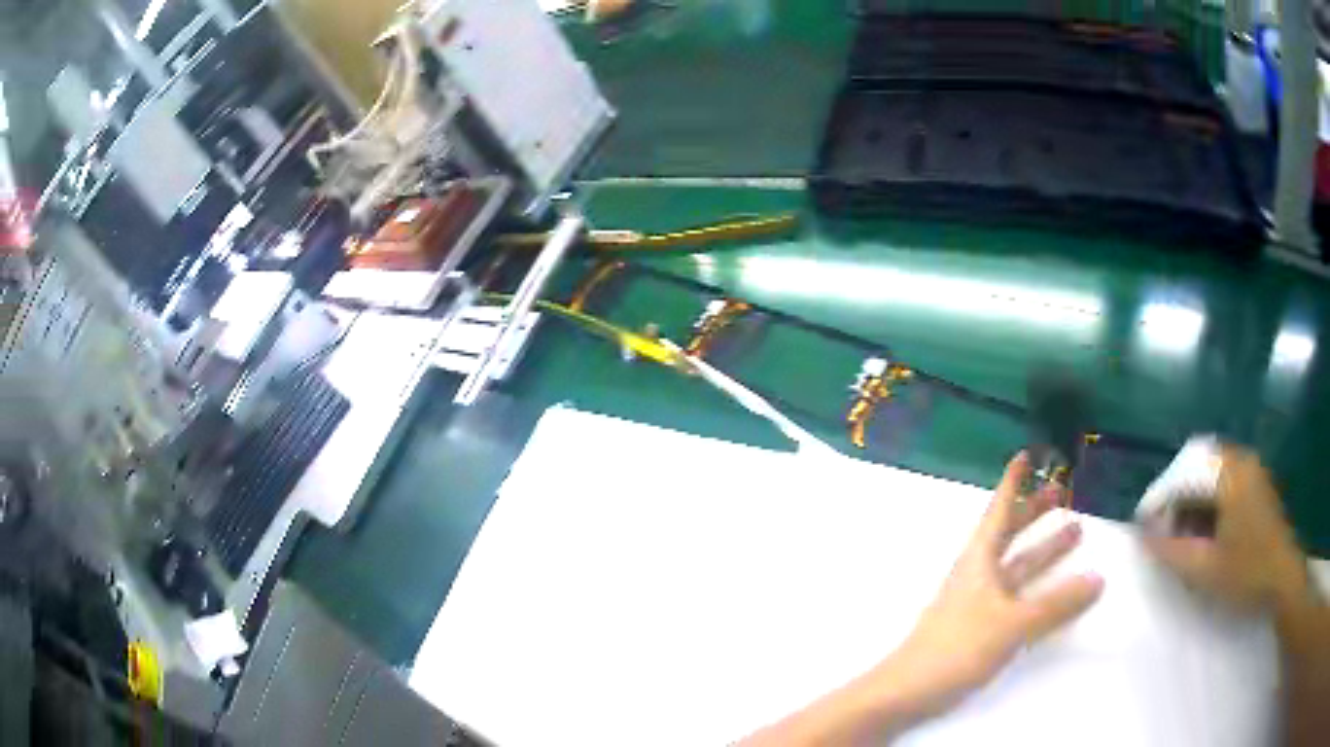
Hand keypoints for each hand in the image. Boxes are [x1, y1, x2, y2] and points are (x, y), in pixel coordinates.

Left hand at [739, 453, 1103, 745]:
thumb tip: (1098, 578)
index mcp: (978, 561)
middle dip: (1034, 512)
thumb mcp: (1011, 624)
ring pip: (1016, 566)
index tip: (1025, 455)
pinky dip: (1036, 585)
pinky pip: (1014, 595)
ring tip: (1075, 532)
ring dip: (1042, 549)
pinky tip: (1052, 588)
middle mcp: (977, 575)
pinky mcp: (977, 628)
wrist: (906, 692)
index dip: (1012, 483)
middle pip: (1009, 534)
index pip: (998, 511)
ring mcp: (976, 602)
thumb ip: (1055, 605)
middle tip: (1062, 492)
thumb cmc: (955, 649)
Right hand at [1143, 446, 1309, 612]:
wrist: (1283, 577)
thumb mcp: (1205, 570)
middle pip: (1197, 465)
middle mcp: (1240, 460)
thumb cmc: (1247, 573)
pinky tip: (1205, 530)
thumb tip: (1143, 535)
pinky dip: (1208, 500)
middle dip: (1175, 496)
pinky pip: (1225, 479)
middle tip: (1162, 530)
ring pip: (1211, 472)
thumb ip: (1171, 551)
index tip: (1143, 527)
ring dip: (1192, 499)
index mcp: (1229, 474)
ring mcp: (1252, 469)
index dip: (1159, 499)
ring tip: (1181, 534)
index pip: (1184, 474)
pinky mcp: (1257, 483)